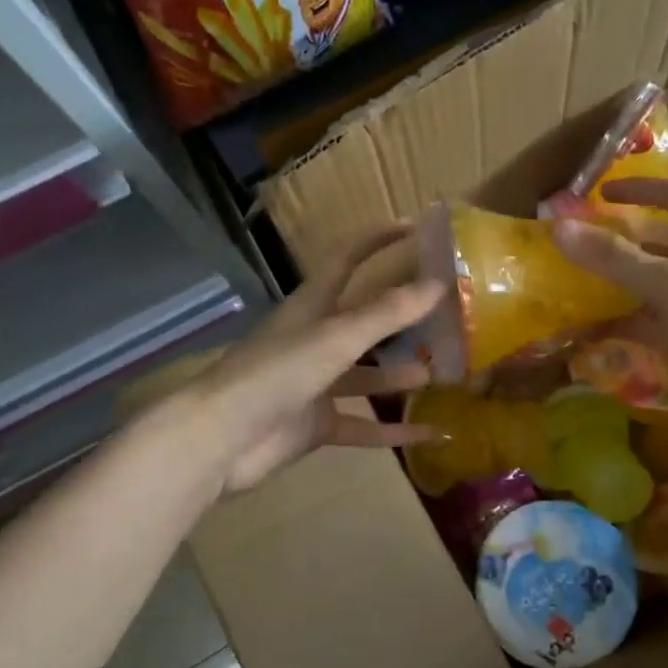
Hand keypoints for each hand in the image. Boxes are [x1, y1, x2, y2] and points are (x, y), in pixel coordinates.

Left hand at [188, 227, 444, 493]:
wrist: (222, 439)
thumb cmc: (277, 373)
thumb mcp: (336, 337)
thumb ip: (387, 313)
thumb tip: (438, 284)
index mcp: (312, 307)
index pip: (347, 260)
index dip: (376, 241)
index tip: (414, 227)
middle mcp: (315, 341)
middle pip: (364, 321)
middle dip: (401, 316)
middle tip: (445, 313)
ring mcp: (316, 385)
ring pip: (367, 377)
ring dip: (400, 376)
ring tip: (441, 373)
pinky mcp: (317, 425)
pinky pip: (364, 426)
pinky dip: (393, 431)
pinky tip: (430, 432)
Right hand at [552, 177, 667, 428]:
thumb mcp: (667, 281)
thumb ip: (613, 257)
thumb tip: (559, 228)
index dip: (639, 188)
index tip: (602, 192)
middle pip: (657, 241)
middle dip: (620, 241)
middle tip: (578, 244)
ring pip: (650, 283)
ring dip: (617, 283)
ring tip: (574, 285)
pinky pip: (649, 321)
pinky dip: (622, 323)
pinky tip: (589, 331)